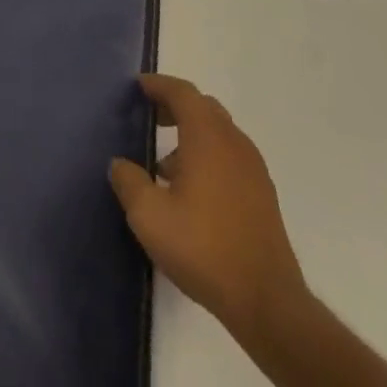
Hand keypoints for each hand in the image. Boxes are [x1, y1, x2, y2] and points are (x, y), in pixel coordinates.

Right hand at [110, 74, 306, 351]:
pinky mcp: (263, 196)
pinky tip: (193, 192)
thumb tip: (119, 164)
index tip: (139, 86)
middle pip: (203, 108)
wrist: (267, 302)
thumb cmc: (204, 248)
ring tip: (166, 165)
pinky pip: (231, 158)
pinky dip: (210, 157)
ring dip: (193, 135)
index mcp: (207, 136)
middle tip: (151, 117)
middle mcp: (234, 142)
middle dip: (176, 107)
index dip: (158, 85)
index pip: (182, 92)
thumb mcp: (149, 216)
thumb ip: (129, 182)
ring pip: (219, 134)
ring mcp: (253, 169)